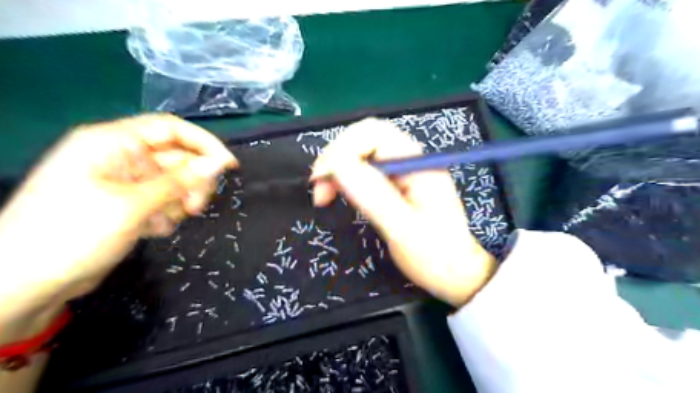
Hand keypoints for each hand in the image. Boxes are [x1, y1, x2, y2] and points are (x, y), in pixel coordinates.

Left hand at [0, 114, 235, 336]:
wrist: (26, 283)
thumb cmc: (72, 233)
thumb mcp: (133, 205)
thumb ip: (179, 181)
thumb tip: (219, 163)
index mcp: (113, 142)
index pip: (171, 129)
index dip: (203, 143)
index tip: (228, 166)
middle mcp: (122, 157)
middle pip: (177, 158)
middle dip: (192, 182)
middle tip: (195, 208)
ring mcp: (125, 181)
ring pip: (174, 182)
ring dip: (179, 202)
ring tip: (165, 223)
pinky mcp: (129, 203)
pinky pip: (164, 200)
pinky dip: (166, 214)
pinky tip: (153, 230)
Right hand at [312, 118, 497, 306]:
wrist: (457, 274)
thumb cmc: (436, 255)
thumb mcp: (403, 229)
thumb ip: (373, 196)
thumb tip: (337, 166)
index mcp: (417, 163)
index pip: (374, 133)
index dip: (342, 149)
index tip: (321, 179)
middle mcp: (410, 159)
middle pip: (365, 138)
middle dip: (337, 157)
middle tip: (319, 188)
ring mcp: (403, 171)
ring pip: (363, 153)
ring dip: (338, 167)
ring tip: (324, 194)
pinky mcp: (397, 184)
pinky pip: (366, 170)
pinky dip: (347, 178)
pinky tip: (338, 193)